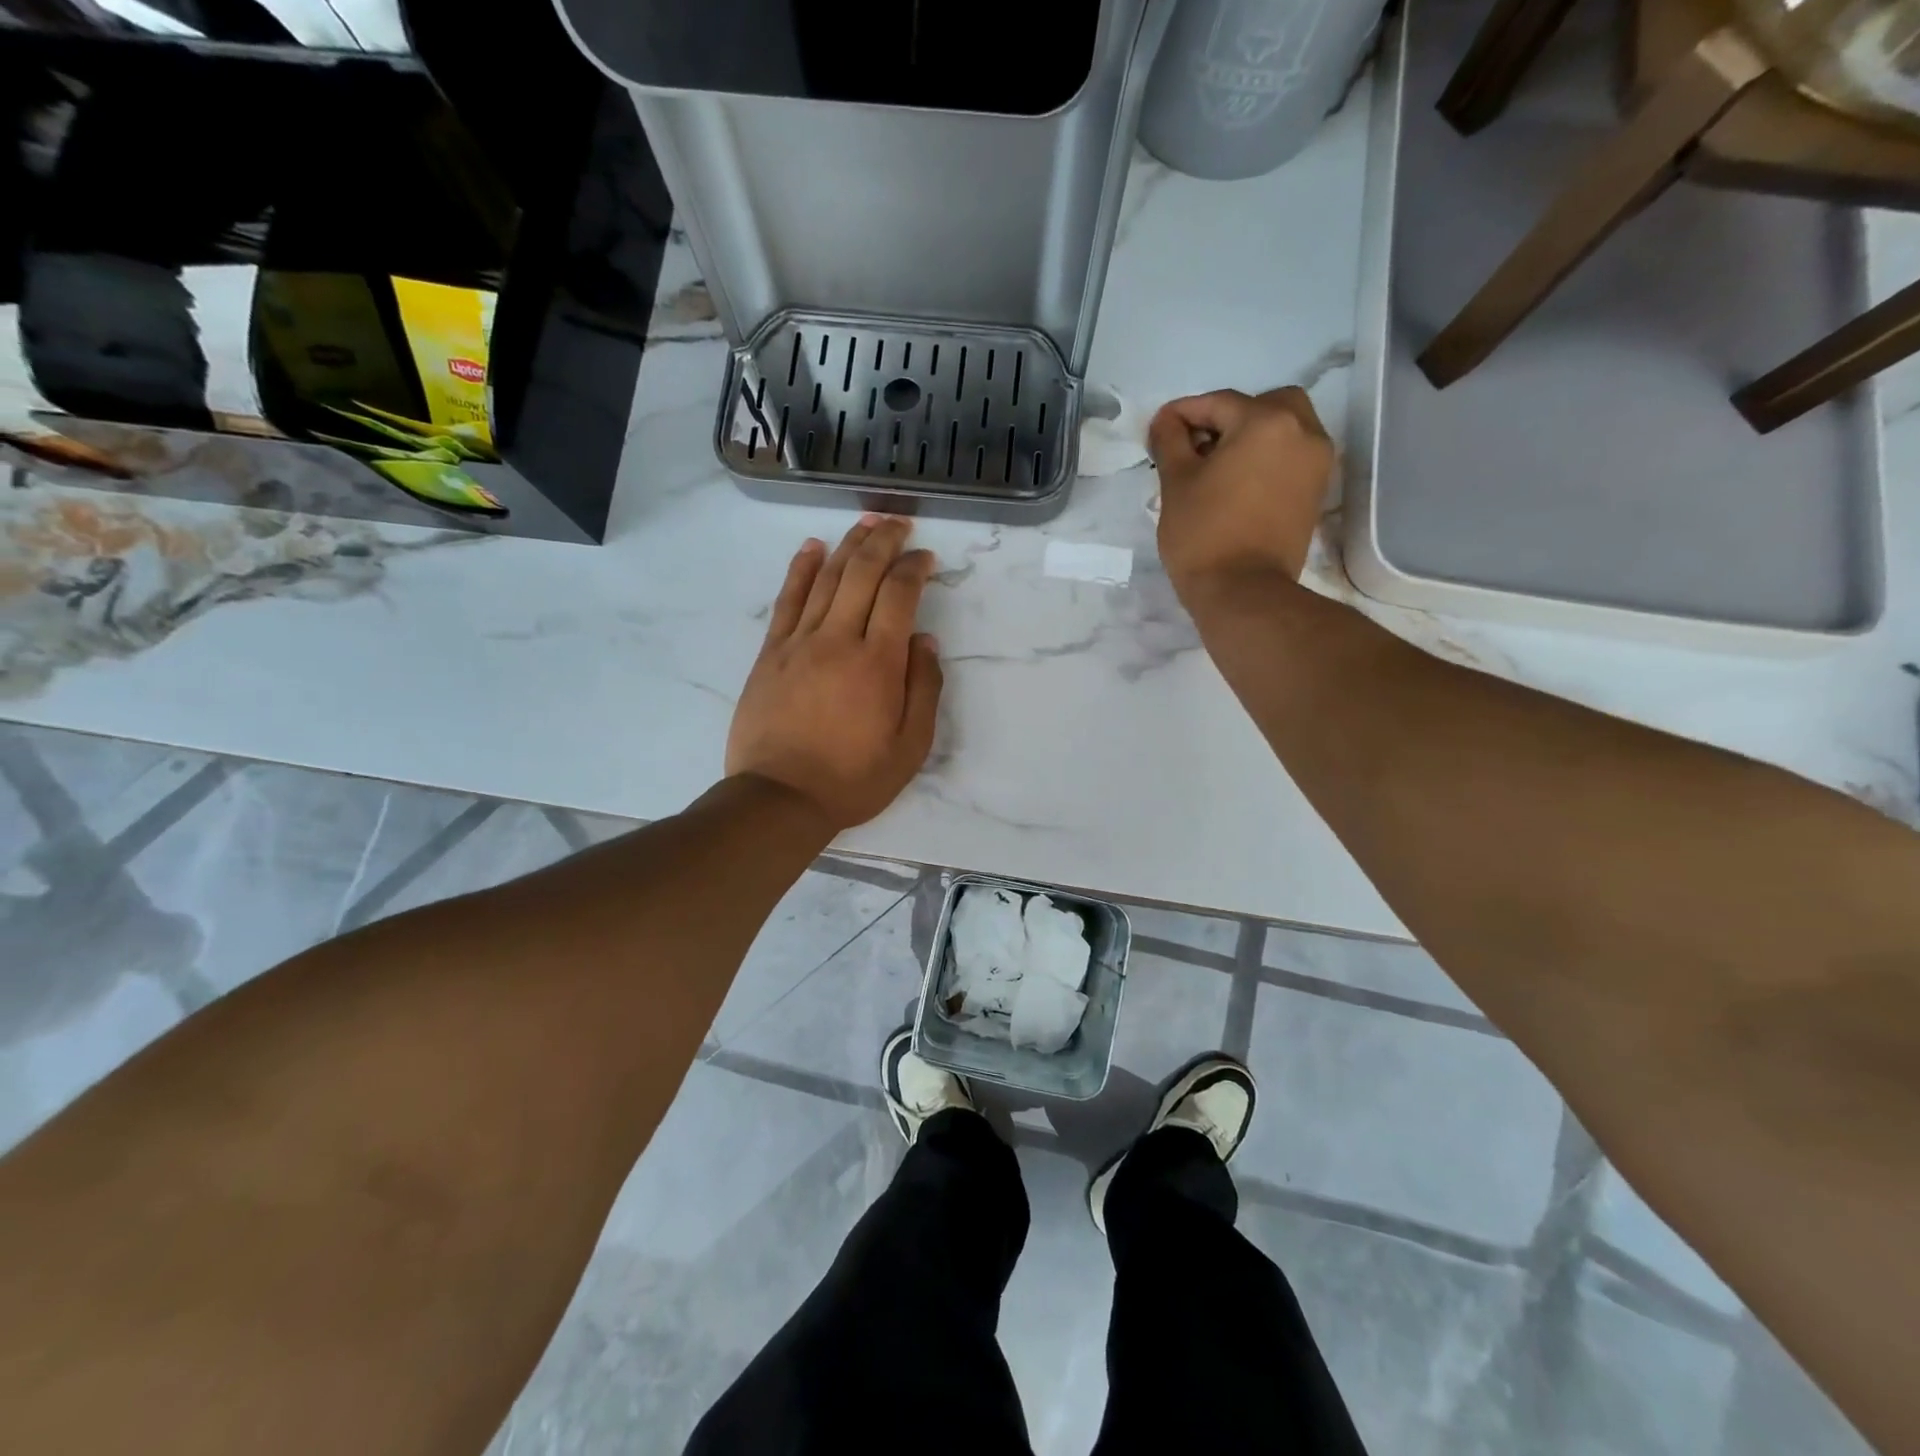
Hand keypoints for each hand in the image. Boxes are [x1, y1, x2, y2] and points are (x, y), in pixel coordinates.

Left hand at [726, 516, 943, 832]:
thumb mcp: (910, 748)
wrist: (779, 798)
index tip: (926, 556)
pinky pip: (787, 599)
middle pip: (862, 573)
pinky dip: (801, 568)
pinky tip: (813, 547)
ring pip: (826, 578)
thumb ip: (924, 689)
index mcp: (879, 663)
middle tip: (899, 522)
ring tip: (866, 522)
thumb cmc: (853, 779)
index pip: (899, 595)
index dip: (915, 567)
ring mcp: (799, 642)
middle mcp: (839, 640)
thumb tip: (925, 642)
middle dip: (884, 540)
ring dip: (849, 544)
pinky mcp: (771, 653)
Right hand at [1147, 387, 1334, 602]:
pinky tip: (1239, 483)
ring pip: (1285, 429)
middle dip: (1229, 418)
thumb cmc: (1203, 534)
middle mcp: (1303, 432)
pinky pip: (1292, 458)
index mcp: (1267, 422)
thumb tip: (1167, 421)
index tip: (1160, 429)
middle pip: (1264, 405)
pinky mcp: (1317, 492)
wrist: (1243, 592)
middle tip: (1198, 446)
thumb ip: (1171, 441)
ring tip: (1218, 467)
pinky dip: (1268, 459)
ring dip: (1252, 437)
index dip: (1184, 413)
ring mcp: (1317, 464)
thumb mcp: (1176, 483)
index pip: (1220, 403)